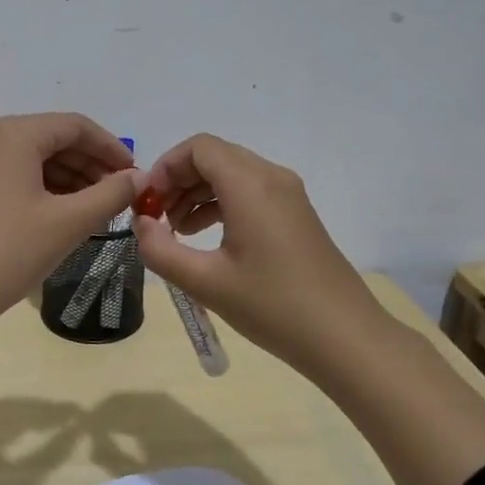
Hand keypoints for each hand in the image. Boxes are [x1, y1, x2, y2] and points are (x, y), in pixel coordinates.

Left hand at [0, 114, 138, 434]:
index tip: (136, 175)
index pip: (74, 126)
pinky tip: (63, 214)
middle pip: (51, 139)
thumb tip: (139, 178)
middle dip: (90, 165)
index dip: (111, 148)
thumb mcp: (67, 223)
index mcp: (10, 133)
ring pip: (31, 158)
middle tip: (120, 195)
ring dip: (68, 179)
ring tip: (97, 209)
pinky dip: (42, 189)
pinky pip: (12, 175)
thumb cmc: (7, 253)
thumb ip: (110, 194)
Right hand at [132, 134, 386, 378]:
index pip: (198, 148)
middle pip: (214, 157)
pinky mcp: (295, 215)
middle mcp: (271, 178)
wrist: (344, 337)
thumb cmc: (272, 306)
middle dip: (177, 181)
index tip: (146, 203)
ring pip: (231, 174)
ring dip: (197, 193)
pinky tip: (205, 238)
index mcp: (250, 185)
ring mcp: (288, 195)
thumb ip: (160, 250)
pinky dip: (220, 204)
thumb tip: (140, 224)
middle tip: (155, 218)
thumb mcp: (205, 282)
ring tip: (175, 232)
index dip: (164, 167)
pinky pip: (249, 192)